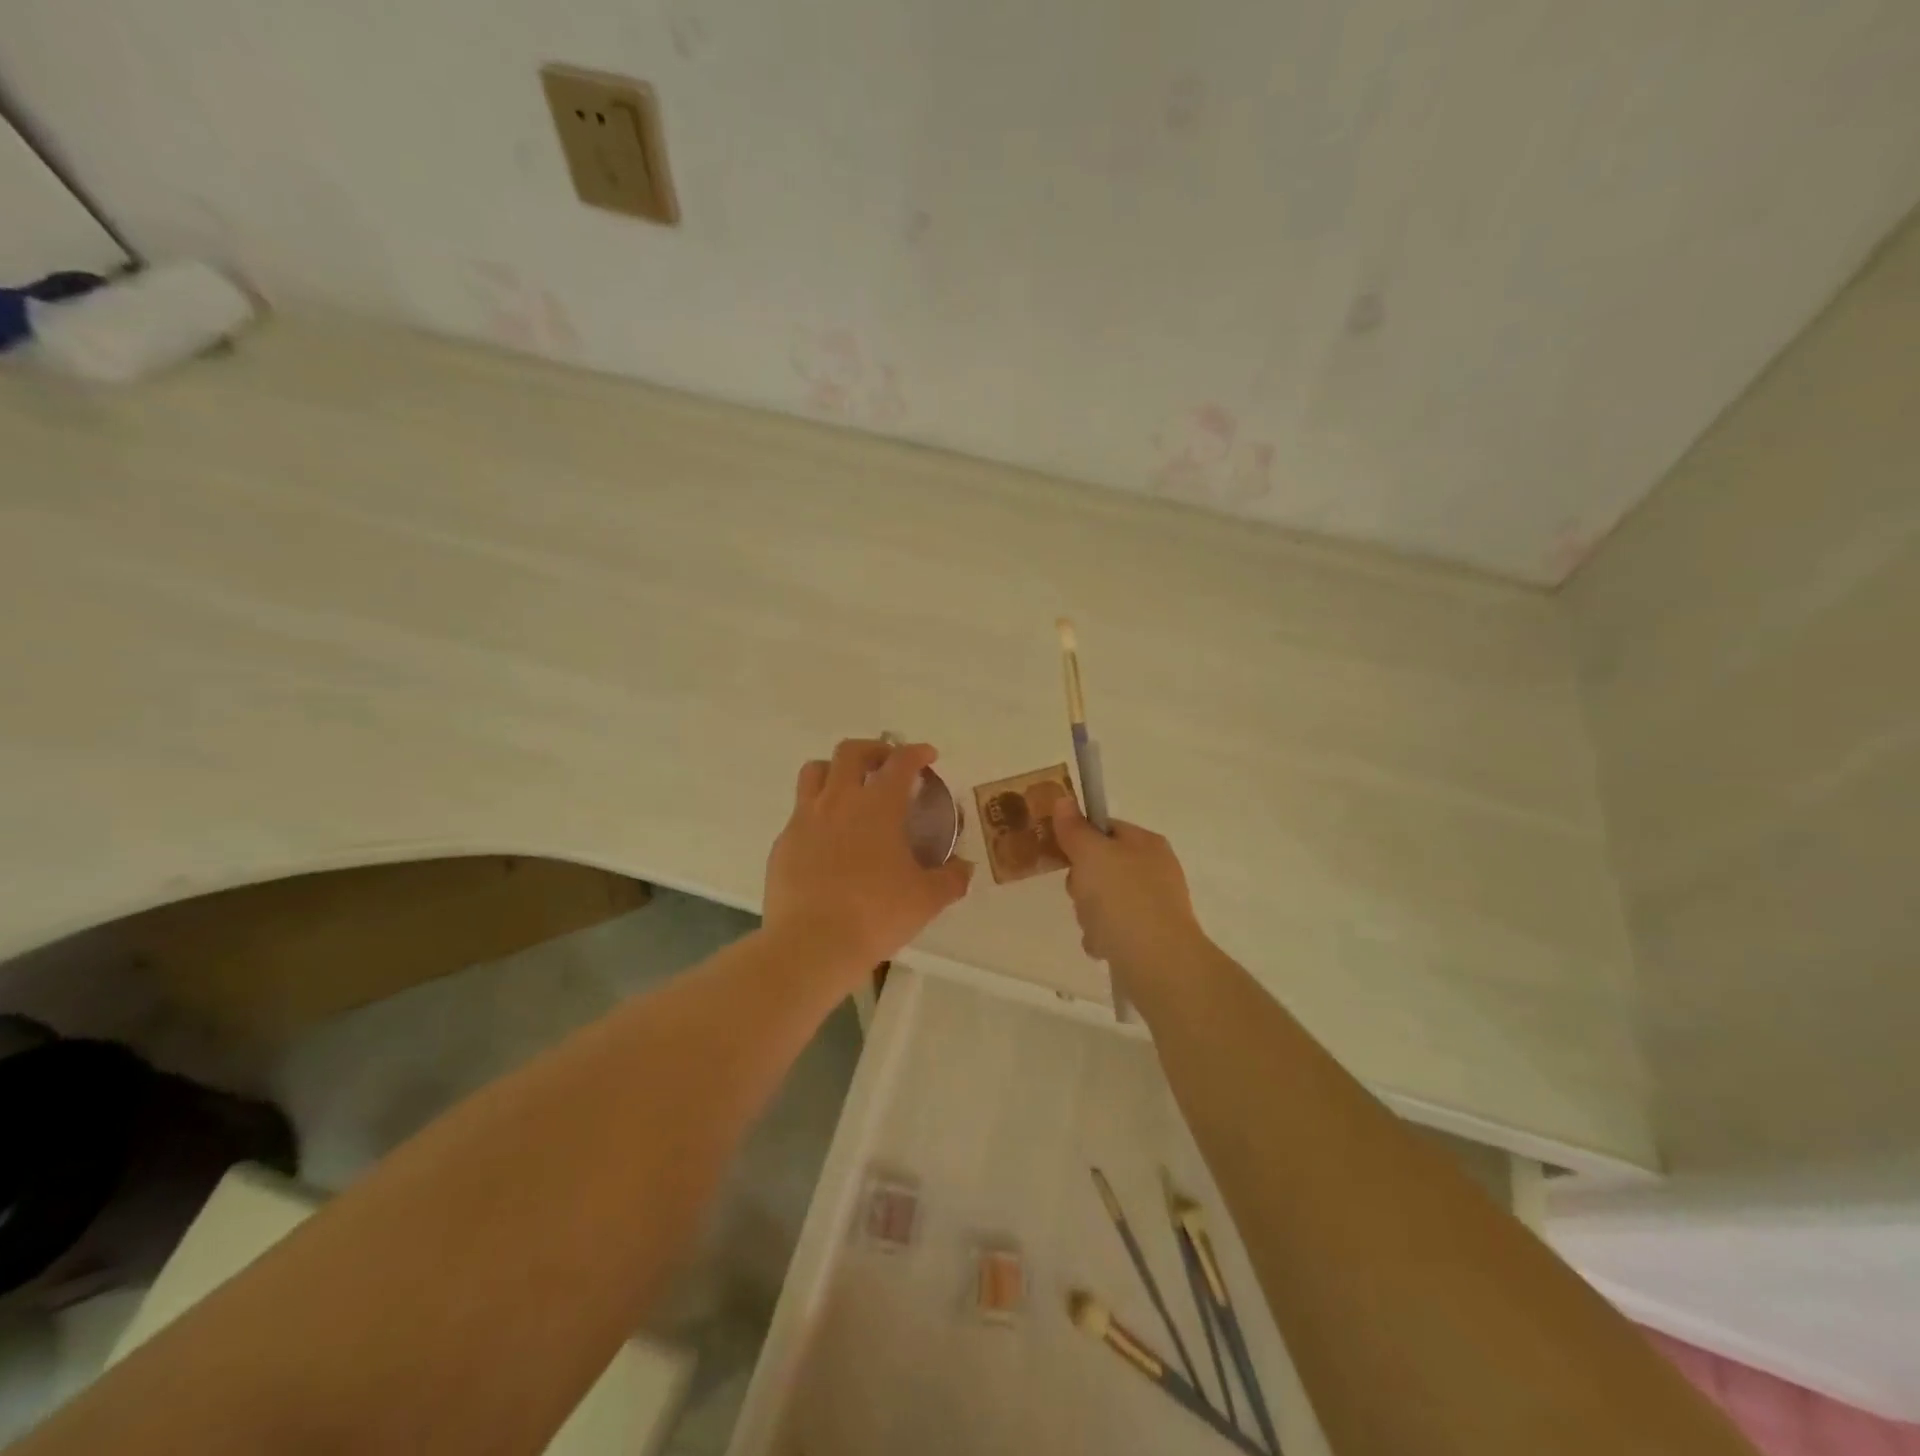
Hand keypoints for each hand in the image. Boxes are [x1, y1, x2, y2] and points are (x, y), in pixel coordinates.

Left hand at [764, 739, 973, 976]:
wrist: (811, 945)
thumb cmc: (875, 915)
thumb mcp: (927, 899)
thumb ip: (951, 878)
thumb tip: (964, 868)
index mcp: (878, 806)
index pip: (900, 761)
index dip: (916, 752)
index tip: (927, 756)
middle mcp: (839, 801)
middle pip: (850, 751)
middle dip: (873, 749)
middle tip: (887, 765)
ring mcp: (805, 819)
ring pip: (815, 771)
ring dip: (836, 770)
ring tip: (850, 789)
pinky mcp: (783, 843)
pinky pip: (799, 812)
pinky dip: (817, 812)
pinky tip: (828, 840)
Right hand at [1051, 798, 1207, 983]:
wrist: (1159, 963)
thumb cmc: (1124, 899)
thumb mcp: (1092, 855)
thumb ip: (1075, 829)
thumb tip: (1064, 799)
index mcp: (1146, 843)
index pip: (1105, 828)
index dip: (1080, 839)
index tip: (1065, 855)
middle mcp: (1154, 870)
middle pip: (1101, 867)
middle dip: (1082, 884)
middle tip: (1082, 894)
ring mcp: (1154, 905)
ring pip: (1103, 901)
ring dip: (1089, 914)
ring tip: (1095, 926)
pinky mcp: (1151, 938)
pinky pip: (1113, 930)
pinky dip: (1103, 937)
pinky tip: (1103, 946)